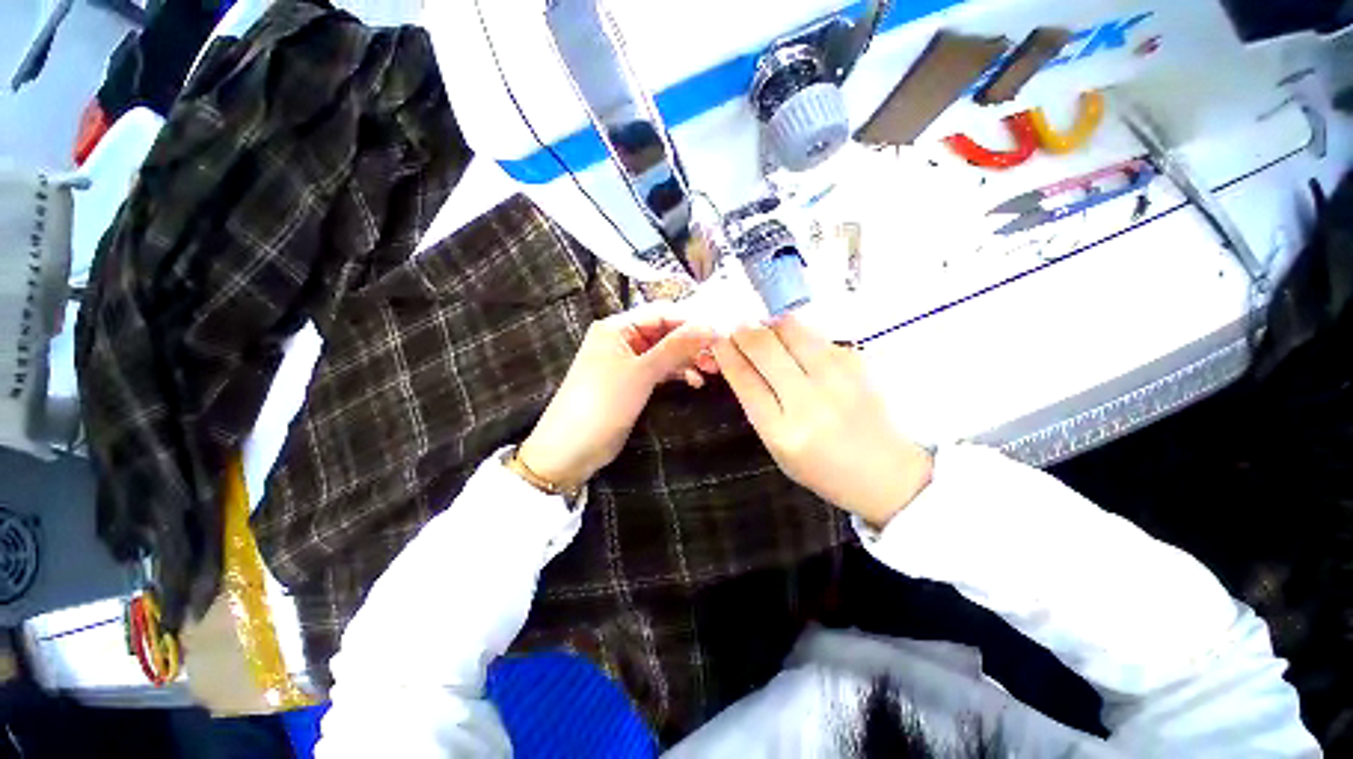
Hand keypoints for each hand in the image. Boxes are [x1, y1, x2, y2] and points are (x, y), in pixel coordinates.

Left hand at [518, 305, 717, 489]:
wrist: (572, 448)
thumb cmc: (603, 403)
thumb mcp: (641, 372)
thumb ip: (675, 347)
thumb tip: (709, 325)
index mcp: (617, 327)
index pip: (661, 313)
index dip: (690, 321)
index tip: (719, 332)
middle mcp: (622, 340)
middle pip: (664, 332)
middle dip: (691, 343)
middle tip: (717, 357)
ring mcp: (627, 362)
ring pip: (665, 353)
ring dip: (688, 359)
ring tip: (710, 371)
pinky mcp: (632, 383)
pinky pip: (660, 370)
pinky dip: (677, 373)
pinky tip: (695, 382)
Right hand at [712, 316, 931, 526]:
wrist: (885, 471)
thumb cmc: (822, 467)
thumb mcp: (777, 447)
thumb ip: (757, 404)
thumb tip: (740, 359)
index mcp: (782, 431)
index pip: (744, 379)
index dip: (725, 353)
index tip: (717, 340)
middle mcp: (809, 401)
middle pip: (764, 346)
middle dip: (743, 332)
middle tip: (738, 331)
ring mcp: (837, 377)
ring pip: (791, 328)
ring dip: (771, 326)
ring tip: (767, 334)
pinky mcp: (857, 361)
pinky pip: (816, 334)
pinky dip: (799, 335)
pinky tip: (799, 348)